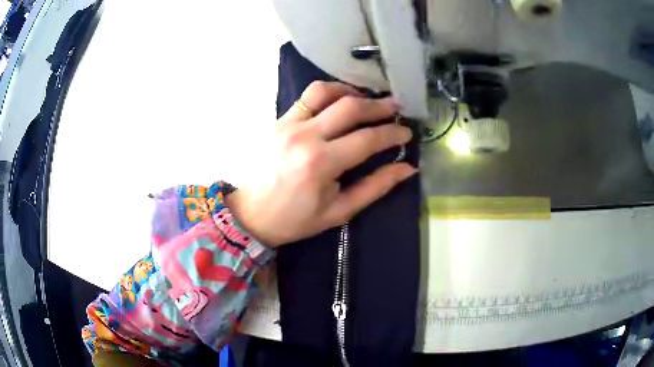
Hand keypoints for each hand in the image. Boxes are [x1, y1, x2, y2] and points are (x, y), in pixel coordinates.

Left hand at [227, 81, 415, 246]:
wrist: (251, 213)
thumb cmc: (296, 219)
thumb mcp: (339, 211)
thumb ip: (375, 187)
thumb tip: (407, 168)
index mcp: (321, 163)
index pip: (367, 139)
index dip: (392, 134)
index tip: (406, 133)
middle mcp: (305, 136)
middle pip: (350, 107)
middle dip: (380, 106)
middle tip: (396, 109)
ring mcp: (288, 123)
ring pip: (326, 91)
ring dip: (352, 92)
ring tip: (367, 101)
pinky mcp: (279, 120)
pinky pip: (307, 96)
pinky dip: (329, 93)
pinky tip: (340, 102)